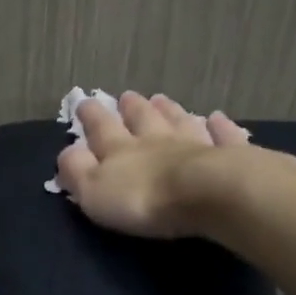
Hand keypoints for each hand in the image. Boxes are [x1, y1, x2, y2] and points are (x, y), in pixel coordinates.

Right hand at [53, 91, 255, 238]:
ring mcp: (195, 143)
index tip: (85, 101)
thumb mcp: (94, 190)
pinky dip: (219, 126)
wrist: (207, 194)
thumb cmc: (143, 198)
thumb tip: (67, 151)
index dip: (91, 116)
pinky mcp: (228, 155)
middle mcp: (156, 139)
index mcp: (120, 149)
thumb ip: (77, 170)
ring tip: (162, 99)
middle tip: (126, 96)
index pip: (101, 128)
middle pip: (142, 118)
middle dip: (131, 107)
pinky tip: (217, 118)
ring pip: (179, 121)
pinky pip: (222, 136)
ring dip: (169, 110)